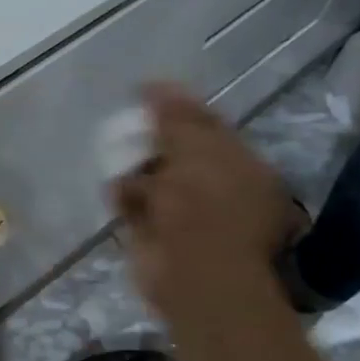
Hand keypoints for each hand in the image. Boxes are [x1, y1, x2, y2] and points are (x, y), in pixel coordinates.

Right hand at [111, 83, 302, 322]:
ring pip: (152, 176)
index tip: (144, 92)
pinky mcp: (157, 233)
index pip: (207, 125)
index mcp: (240, 165)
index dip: (176, 106)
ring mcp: (187, 213)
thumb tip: (155, 88)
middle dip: (149, 137)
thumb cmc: (206, 205)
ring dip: (134, 167)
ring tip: (119, 158)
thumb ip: (176, 115)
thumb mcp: (196, 146)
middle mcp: (218, 187)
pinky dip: (125, 197)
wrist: (194, 273)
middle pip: (175, 150)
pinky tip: (121, 194)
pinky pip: (134, 203)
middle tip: (127, 124)